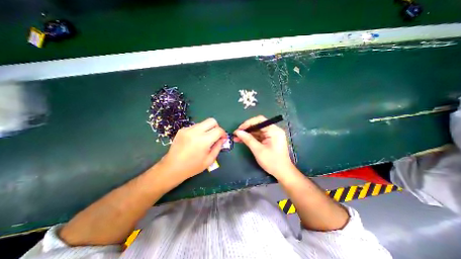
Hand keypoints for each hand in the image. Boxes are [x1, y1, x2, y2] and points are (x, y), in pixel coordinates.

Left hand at [161, 118, 228, 180]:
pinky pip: (195, 126)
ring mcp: (187, 129)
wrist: (172, 168)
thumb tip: (222, 139)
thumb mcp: (209, 160)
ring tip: (204, 139)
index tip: (223, 138)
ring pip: (203, 123)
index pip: (218, 130)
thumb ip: (218, 147)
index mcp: (203, 141)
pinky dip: (199, 131)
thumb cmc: (192, 167)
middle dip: (216, 127)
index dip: (223, 133)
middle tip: (215, 136)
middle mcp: (195, 132)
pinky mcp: (182, 130)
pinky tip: (195, 140)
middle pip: (211, 121)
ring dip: (207, 129)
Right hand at [235, 115, 294, 179]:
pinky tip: (242, 140)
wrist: (282, 172)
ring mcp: (271, 135)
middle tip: (236, 134)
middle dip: (246, 129)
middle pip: (258, 125)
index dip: (248, 123)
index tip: (239, 129)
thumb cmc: (272, 161)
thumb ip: (248, 139)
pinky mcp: (269, 140)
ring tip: (236, 138)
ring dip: (247, 134)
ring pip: (257, 131)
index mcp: (274, 130)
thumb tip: (237, 132)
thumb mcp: (258, 150)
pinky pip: (259, 136)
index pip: (259, 120)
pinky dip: (251, 138)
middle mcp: (273, 130)